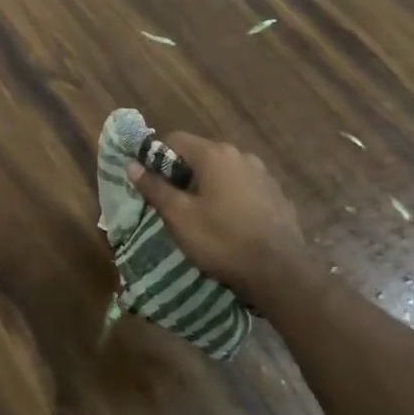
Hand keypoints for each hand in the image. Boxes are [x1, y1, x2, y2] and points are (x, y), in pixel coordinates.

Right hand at [128, 133, 318, 304]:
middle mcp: (241, 155)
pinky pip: (244, 187)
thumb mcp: (179, 216)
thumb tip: (131, 164)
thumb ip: (154, 187)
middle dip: (183, 173)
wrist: (282, 274)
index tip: (152, 183)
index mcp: (215, 154)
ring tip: (201, 215)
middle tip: (173, 202)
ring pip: (223, 171)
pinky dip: (231, 197)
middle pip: (200, 154)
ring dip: (208, 185)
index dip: (157, 158)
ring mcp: (264, 175)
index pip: (174, 139)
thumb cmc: (222, 240)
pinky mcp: (278, 195)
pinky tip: (230, 223)